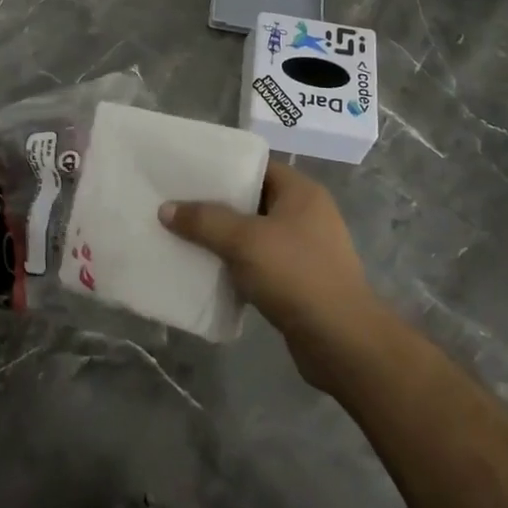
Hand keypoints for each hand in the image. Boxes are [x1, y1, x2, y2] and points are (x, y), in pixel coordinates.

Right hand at [160, 163, 383, 387]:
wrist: (342, 341)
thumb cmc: (296, 275)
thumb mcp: (244, 241)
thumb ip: (204, 221)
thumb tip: (166, 209)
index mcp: (301, 192)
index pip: (257, 165)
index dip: (223, 166)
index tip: (188, 171)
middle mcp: (306, 214)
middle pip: (253, 199)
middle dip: (217, 204)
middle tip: (178, 204)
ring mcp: (305, 249)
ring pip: (254, 234)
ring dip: (224, 238)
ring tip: (185, 237)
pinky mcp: (299, 282)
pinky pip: (260, 264)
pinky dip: (236, 266)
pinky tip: (208, 271)